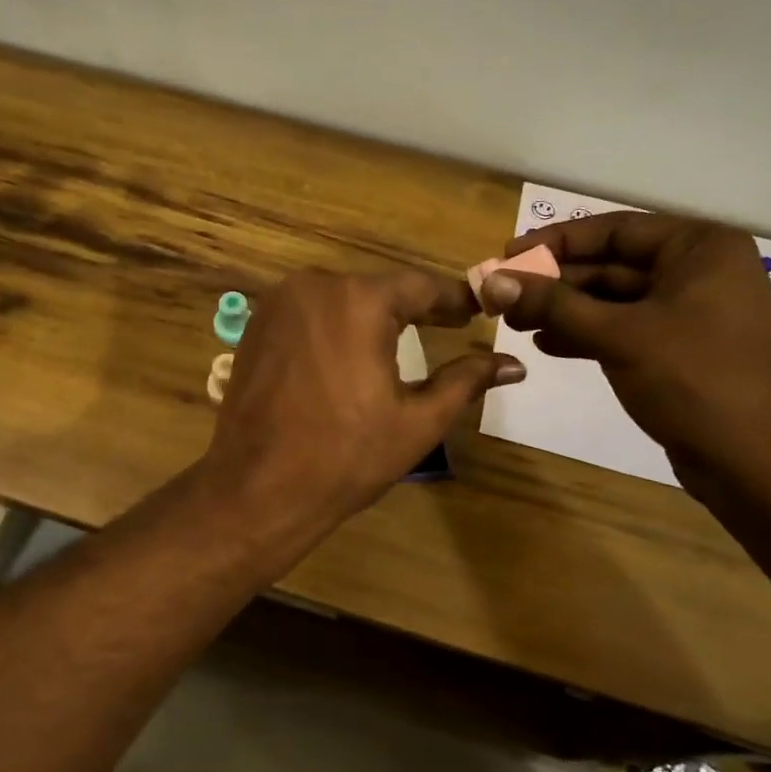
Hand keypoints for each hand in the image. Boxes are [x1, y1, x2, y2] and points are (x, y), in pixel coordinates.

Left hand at [203, 269, 524, 529]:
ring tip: (402, 339)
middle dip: (413, 307)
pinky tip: (348, 351)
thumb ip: (466, 381)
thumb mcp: (417, 420)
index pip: (421, 287)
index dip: (454, 299)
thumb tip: (514, 364)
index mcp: (360, 300)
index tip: (479, 310)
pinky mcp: (256, 325)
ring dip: (371, 316)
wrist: (257, 486)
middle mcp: (315, 286)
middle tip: (448, 325)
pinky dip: (334, 326)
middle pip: (378, 289)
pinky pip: (308, 313)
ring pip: (340, 298)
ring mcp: (278, 303)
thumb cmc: (345, 456)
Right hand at [478, 211, 770, 489]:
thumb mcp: (618, 335)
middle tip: (503, 295)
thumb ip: (553, 304)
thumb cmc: (694, 380)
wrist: (755, 462)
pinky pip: (623, 328)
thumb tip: (493, 282)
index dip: (556, 242)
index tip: (507, 255)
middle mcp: (698, 271)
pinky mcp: (678, 349)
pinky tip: (546, 344)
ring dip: (564, 310)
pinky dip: (585, 334)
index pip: (615, 230)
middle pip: (611, 265)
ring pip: (613, 300)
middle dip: (556, 282)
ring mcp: (689, 312)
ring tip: (515, 323)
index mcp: (700, 248)